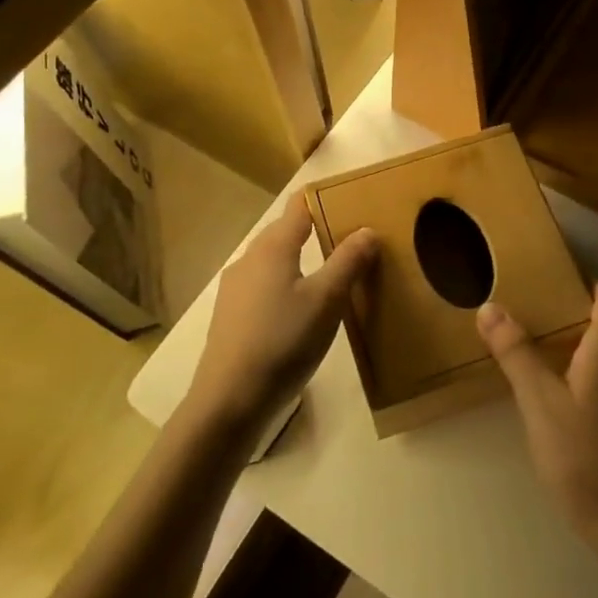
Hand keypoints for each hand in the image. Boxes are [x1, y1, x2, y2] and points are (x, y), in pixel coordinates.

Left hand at [185, 193, 375, 442]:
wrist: (230, 400)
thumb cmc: (283, 341)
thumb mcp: (327, 301)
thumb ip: (348, 261)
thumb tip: (367, 229)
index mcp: (272, 248)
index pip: (298, 208)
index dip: (322, 198)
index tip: (350, 197)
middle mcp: (249, 259)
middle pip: (285, 232)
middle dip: (316, 229)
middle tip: (352, 237)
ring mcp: (235, 289)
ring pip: (274, 260)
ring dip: (301, 259)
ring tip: (333, 272)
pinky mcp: (231, 315)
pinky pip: (265, 285)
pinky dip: (287, 283)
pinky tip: (301, 307)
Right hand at [476, 283, 597, 557]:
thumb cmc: (585, 456)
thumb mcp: (540, 402)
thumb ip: (516, 353)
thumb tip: (491, 307)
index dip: (586, 285)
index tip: (552, 284)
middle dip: (576, 315)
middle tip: (534, 318)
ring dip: (582, 347)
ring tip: (542, 354)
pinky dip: (591, 374)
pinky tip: (563, 396)